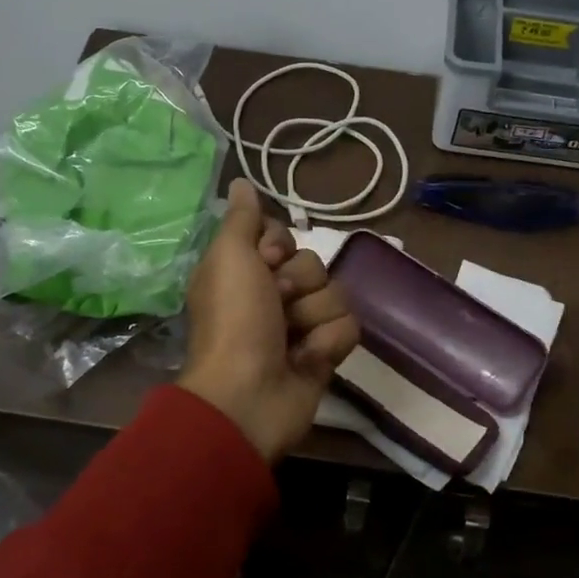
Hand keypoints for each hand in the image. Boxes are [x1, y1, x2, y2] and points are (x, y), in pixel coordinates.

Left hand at [178, 181, 359, 462]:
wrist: (247, 395)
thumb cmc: (234, 321)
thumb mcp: (230, 258)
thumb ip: (242, 219)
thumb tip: (240, 183)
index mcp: (246, 270)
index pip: (283, 235)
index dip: (279, 245)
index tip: (267, 259)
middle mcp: (273, 294)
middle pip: (314, 263)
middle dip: (299, 284)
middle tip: (276, 304)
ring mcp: (301, 326)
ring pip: (336, 295)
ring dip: (314, 316)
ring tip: (291, 339)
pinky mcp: (324, 353)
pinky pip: (348, 328)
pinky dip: (328, 343)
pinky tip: (306, 360)